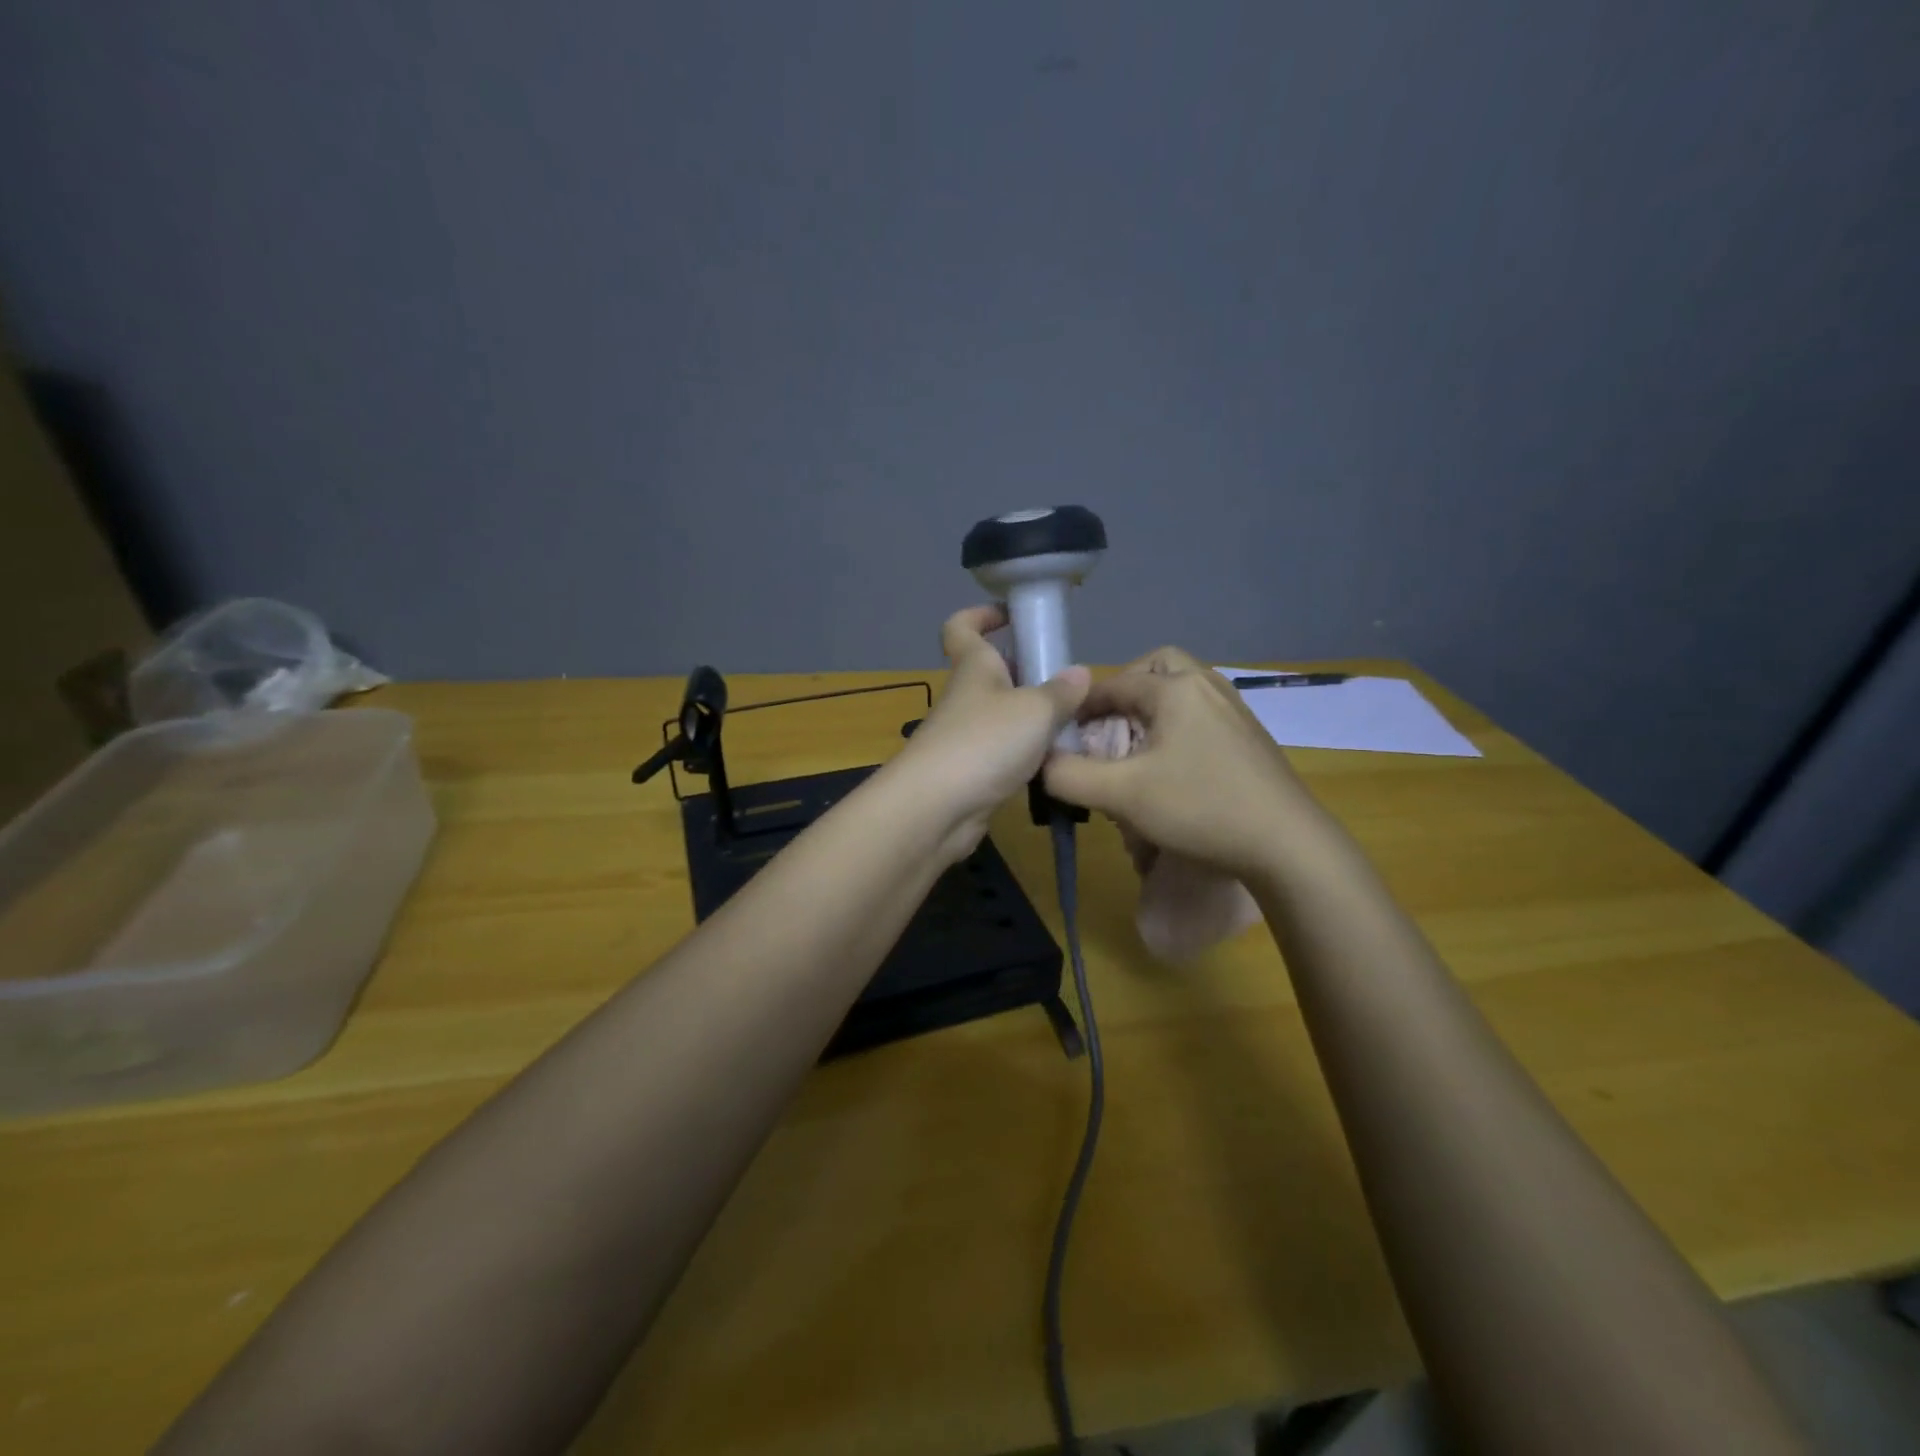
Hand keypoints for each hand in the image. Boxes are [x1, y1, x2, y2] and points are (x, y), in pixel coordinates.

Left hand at [893, 606, 1090, 856]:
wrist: (935, 809)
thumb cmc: (984, 742)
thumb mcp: (1035, 711)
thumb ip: (1061, 692)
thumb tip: (1080, 673)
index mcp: (974, 667)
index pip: (962, 627)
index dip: (981, 615)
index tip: (1012, 615)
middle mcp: (966, 697)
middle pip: (993, 672)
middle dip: (1028, 671)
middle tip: (1070, 683)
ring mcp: (964, 736)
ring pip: (1002, 715)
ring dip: (1033, 717)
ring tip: (1076, 724)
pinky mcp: (970, 773)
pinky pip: (1004, 752)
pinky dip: (1027, 754)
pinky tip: (1057, 763)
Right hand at [1043, 647, 1332, 880]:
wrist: (1287, 844)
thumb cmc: (1200, 807)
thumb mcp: (1121, 796)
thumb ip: (1069, 776)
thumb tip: (1041, 762)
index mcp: (1175, 689)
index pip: (1114, 683)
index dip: (1081, 705)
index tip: (1062, 733)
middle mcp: (1207, 686)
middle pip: (1157, 668)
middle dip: (1126, 690)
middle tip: (1108, 726)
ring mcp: (1235, 710)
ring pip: (1183, 690)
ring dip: (1154, 708)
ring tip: (1136, 747)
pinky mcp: (1250, 736)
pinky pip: (1202, 713)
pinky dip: (1178, 725)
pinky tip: (1174, 766)